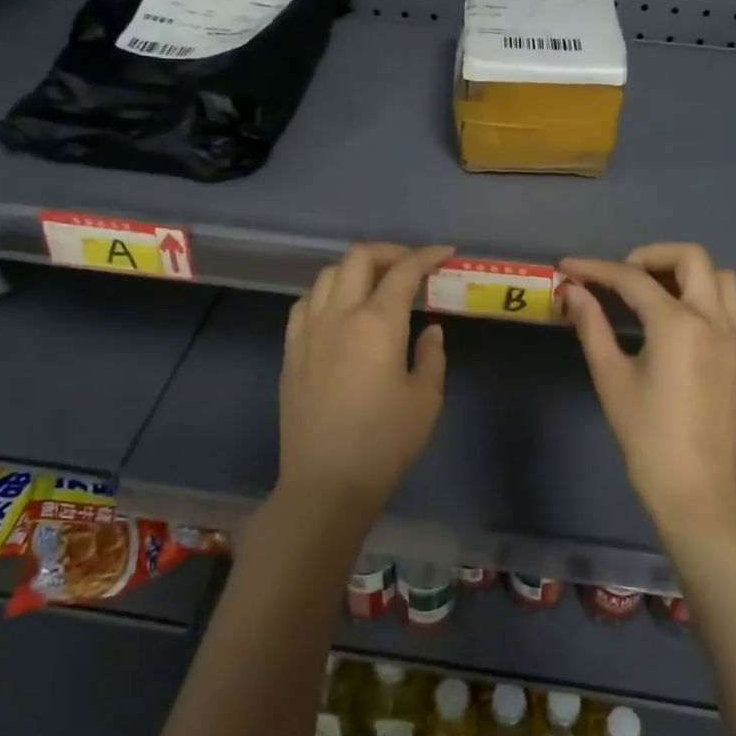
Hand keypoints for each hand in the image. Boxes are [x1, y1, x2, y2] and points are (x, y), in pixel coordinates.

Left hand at [279, 242, 454, 514]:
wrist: (326, 483)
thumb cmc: (384, 443)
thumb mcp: (426, 400)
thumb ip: (431, 355)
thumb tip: (428, 329)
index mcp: (376, 324)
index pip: (403, 271)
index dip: (426, 255)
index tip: (445, 253)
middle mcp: (338, 315)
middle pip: (358, 258)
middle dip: (389, 252)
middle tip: (411, 265)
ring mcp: (308, 332)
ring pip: (326, 275)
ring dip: (355, 269)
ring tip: (375, 285)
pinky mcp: (290, 352)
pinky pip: (304, 304)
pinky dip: (326, 294)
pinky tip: (338, 310)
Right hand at [559, 243, 735, 529]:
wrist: (696, 488)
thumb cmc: (646, 436)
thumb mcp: (611, 378)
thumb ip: (592, 326)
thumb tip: (573, 291)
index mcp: (677, 324)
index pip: (631, 278)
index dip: (595, 268)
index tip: (569, 267)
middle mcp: (714, 319)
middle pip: (690, 257)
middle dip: (650, 256)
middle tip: (622, 277)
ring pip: (723, 278)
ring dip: (689, 275)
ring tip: (659, 295)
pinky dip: (718, 301)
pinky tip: (695, 321)